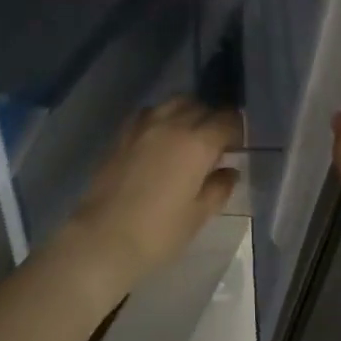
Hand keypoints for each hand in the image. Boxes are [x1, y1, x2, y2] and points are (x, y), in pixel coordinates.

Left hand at [51, 98, 241, 304]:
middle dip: (213, 119)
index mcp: (198, 143)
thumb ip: (219, 188)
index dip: (237, 130)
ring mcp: (143, 126)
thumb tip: (229, 171)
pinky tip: (160, 138)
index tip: (237, 146)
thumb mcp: (198, 215)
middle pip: (201, 107)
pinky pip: (149, 113)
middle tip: (216, 143)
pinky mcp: (122, 134)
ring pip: (174, 102)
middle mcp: (172, 124)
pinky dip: (162, 117)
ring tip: (189, 136)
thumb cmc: (159, 232)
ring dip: (188, 112)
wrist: (103, 237)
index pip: (227, 120)